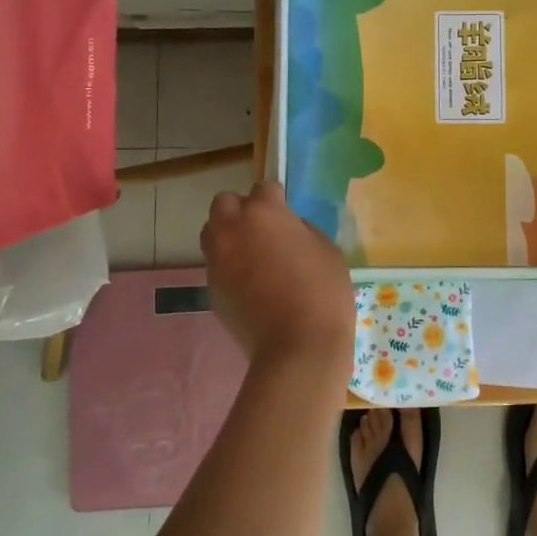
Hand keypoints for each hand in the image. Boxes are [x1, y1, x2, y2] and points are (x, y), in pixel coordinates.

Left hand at [201, 181, 353, 375]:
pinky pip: (216, 264)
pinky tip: (251, 283)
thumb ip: (301, 230)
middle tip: (264, 230)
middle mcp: (232, 229)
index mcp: (263, 212)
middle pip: (224, 203)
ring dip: (229, 235)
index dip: (278, 201)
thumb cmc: (323, 291)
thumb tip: (286, 231)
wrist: (297, 347)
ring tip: (253, 255)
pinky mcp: (211, 288)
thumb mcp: (326, 249)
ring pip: (212, 232)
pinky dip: (229, 266)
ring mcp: (217, 260)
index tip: (288, 217)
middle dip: (241, 210)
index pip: (264, 188)